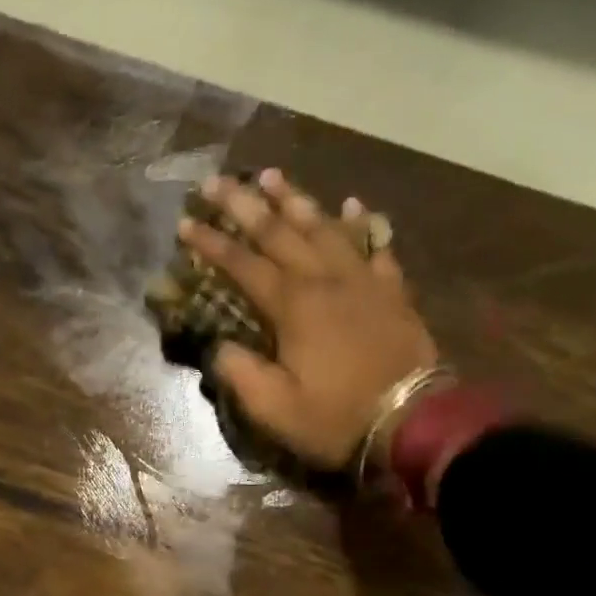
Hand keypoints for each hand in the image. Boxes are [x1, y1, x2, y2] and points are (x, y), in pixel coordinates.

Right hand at [178, 169, 438, 469]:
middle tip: (217, 179)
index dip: (211, 243)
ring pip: (324, 227)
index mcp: (292, 306)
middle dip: (244, 204)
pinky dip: (361, 223)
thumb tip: (219, 345)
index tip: (184, 222)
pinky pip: (374, 245)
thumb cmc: (335, 417)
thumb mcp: (273, 407)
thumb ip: (239, 371)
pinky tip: (352, 204)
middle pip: (279, 232)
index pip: (242, 264)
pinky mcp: (392, 291)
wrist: (412, 421)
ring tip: (271, 175)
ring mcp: (363, 280)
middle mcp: (325, 279)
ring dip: (295, 200)